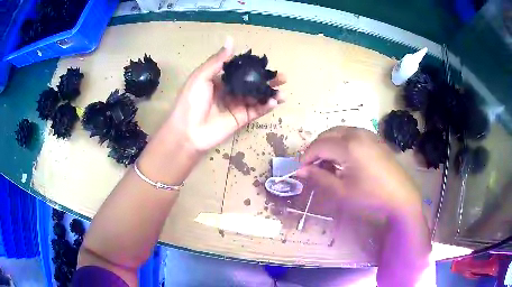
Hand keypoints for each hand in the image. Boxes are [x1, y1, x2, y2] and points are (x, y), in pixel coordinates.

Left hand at [167, 37, 285, 152]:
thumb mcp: (201, 77)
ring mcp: (237, 106)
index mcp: (219, 80)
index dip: (253, 66)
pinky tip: (275, 101)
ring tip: (284, 90)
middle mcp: (230, 91)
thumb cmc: (191, 101)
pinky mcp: (241, 119)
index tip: (266, 62)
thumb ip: (218, 60)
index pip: (240, 70)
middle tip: (282, 76)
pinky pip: (256, 111)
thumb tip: (230, 39)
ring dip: (271, 93)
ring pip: (257, 97)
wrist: (188, 131)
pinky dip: (267, 106)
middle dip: (267, 80)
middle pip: (252, 84)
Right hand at [296, 126, 421, 217]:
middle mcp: (357, 133)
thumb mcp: (341, 191)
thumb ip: (319, 178)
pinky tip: (344, 158)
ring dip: (328, 144)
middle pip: (327, 134)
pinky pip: (351, 134)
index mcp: (348, 145)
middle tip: (312, 167)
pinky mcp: (375, 138)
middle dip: (316, 149)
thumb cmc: (371, 196)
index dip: (306, 157)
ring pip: (339, 132)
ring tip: (327, 163)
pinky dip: (341, 142)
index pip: (318, 145)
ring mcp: (368, 134)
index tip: (300, 170)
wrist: (401, 197)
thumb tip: (300, 171)